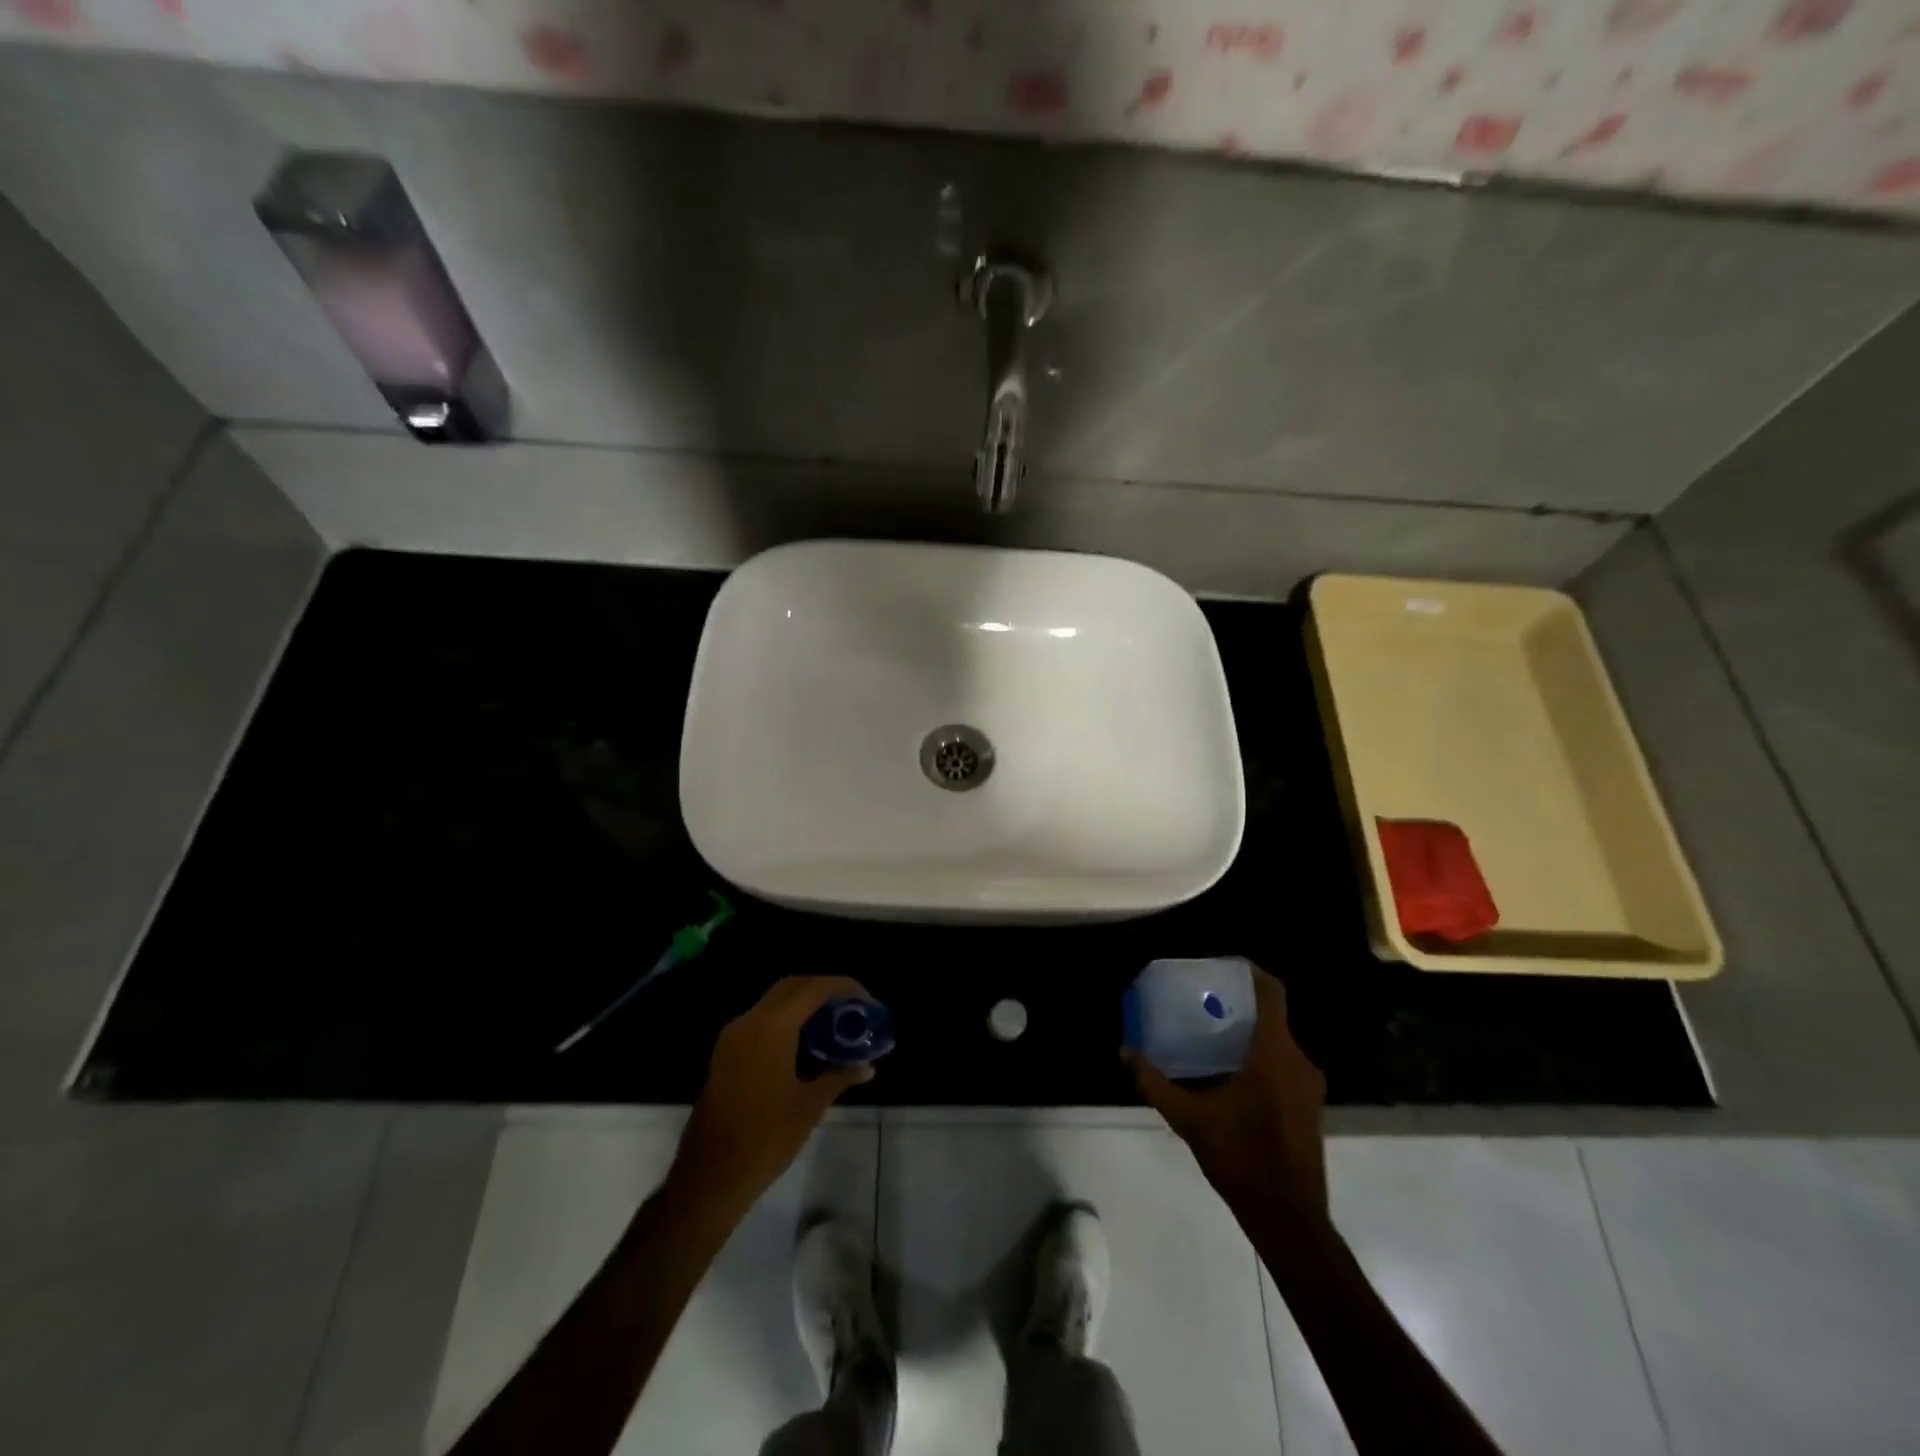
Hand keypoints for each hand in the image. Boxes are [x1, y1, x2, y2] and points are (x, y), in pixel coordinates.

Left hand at [674, 976, 876, 1205]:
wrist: (710, 1177)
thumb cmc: (765, 1139)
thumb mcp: (809, 1106)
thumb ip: (839, 1077)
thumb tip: (868, 1067)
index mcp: (771, 1028)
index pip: (813, 989)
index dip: (843, 987)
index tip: (866, 1000)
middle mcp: (749, 1022)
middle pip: (792, 986)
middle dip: (823, 990)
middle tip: (851, 1008)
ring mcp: (733, 1037)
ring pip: (774, 1002)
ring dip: (804, 1005)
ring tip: (833, 1024)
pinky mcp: (726, 1053)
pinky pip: (761, 1020)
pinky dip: (786, 1020)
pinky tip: (806, 1043)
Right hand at [1128, 965, 1328, 1223]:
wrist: (1289, 1218)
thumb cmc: (1241, 1158)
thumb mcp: (1189, 1119)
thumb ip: (1155, 1082)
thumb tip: (1125, 1051)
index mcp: (1275, 1054)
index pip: (1272, 993)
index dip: (1250, 971)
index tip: (1221, 965)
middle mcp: (1299, 1061)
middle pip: (1273, 1015)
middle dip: (1240, 1002)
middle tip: (1204, 999)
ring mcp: (1309, 1085)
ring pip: (1279, 1040)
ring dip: (1250, 1030)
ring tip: (1212, 1031)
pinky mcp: (1310, 1105)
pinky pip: (1285, 1062)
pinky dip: (1261, 1054)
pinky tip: (1231, 1070)